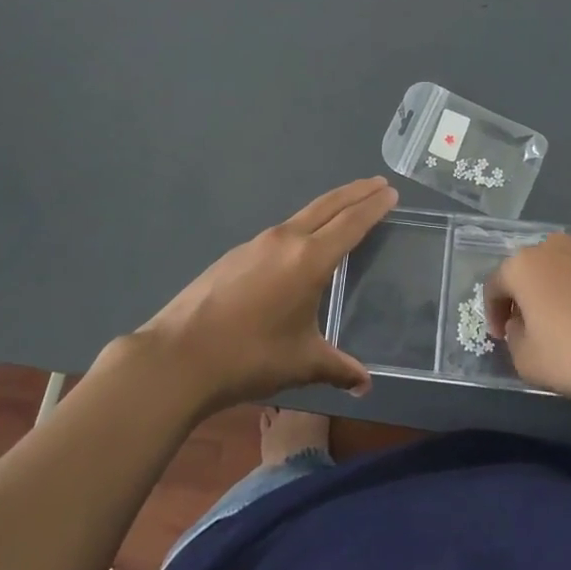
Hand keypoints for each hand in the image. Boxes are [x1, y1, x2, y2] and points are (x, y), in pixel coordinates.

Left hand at [135, 177, 397, 412]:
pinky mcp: (236, 254)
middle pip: (327, 206)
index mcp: (309, 259)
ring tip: (346, 207)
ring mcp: (256, 243)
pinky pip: (281, 231)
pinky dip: (303, 225)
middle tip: (378, 184)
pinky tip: (301, 243)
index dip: (373, 207)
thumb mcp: (302, 363)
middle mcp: (285, 240)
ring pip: (303, 215)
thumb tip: (365, 385)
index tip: (391, 192)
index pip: (350, 223)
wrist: (179, 355)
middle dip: (355, 193)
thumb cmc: (250, 357)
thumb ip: (338, 368)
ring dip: (329, 206)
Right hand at [485, 233, 570, 407]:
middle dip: (528, 299)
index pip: (495, 285)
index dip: (492, 313)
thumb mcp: (528, 363)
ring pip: (568, 272)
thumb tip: (523, 327)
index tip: (501, 337)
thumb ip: (515, 340)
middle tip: (534, 330)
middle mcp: (558, 247)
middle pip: (532, 272)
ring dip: (563, 294)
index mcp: (525, 264)